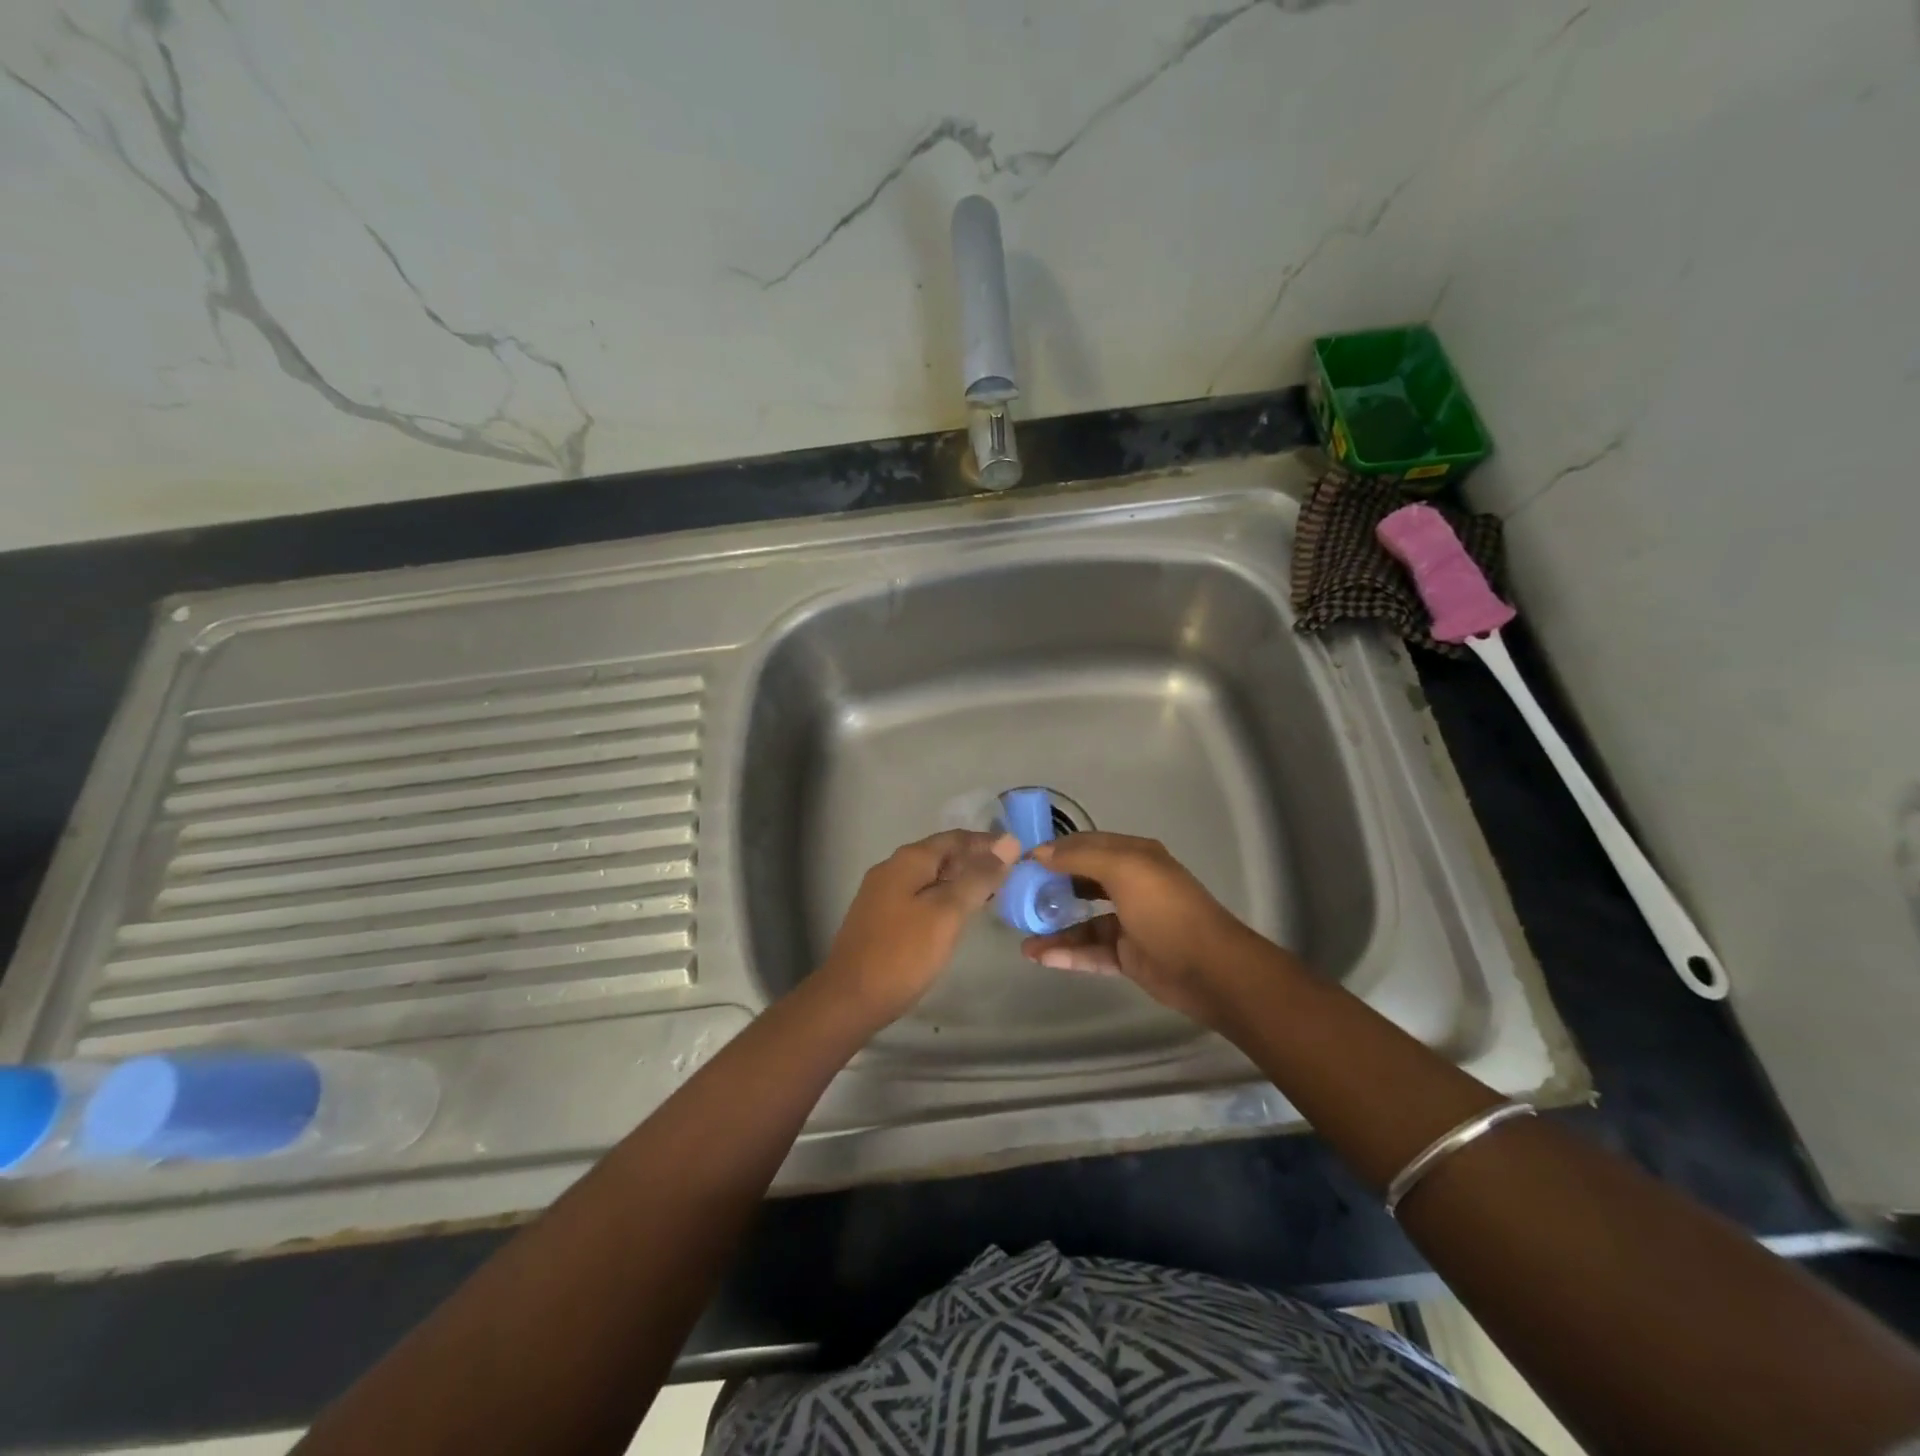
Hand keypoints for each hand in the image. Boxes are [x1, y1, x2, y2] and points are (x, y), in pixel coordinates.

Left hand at [815, 830, 1019, 1026]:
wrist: (849, 999)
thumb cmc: (902, 953)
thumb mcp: (947, 913)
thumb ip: (977, 878)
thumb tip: (1008, 843)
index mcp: (908, 860)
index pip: (956, 838)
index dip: (988, 843)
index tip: (1019, 853)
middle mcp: (892, 868)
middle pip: (942, 855)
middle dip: (975, 861)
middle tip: (1011, 877)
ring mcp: (883, 893)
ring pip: (931, 877)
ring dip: (960, 881)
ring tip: (992, 894)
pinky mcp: (880, 917)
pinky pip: (920, 896)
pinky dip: (943, 898)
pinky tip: (959, 915)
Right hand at [1018, 833, 1259, 1028]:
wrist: (1210, 969)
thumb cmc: (1166, 910)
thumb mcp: (1124, 870)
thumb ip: (1080, 857)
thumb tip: (1040, 852)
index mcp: (1134, 857)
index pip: (1086, 845)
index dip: (1054, 850)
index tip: (1020, 862)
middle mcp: (1131, 885)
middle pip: (1081, 881)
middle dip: (1050, 887)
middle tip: (1016, 898)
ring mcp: (1130, 922)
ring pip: (1083, 921)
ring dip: (1054, 927)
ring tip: (1022, 937)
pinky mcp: (1128, 956)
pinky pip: (1090, 951)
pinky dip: (1067, 953)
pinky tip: (1040, 957)